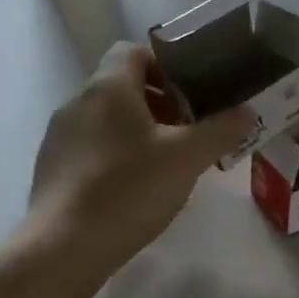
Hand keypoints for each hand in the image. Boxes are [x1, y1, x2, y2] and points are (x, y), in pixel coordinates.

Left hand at [26, 42, 251, 279]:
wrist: (64, 247)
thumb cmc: (130, 189)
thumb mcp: (188, 158)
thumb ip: (221, 129)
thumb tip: (247, 112)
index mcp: (109, 87)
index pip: (134, 50)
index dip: (165, 65)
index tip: (191, 94)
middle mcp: (78, 101)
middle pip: (122, 85)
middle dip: (159, 102)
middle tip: (189, 130)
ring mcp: (60, 135)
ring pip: (107, 117)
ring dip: (138, 129)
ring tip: (167, 162)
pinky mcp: (52, 167)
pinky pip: (91, 145)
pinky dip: (116, 154)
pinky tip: (134, 187)